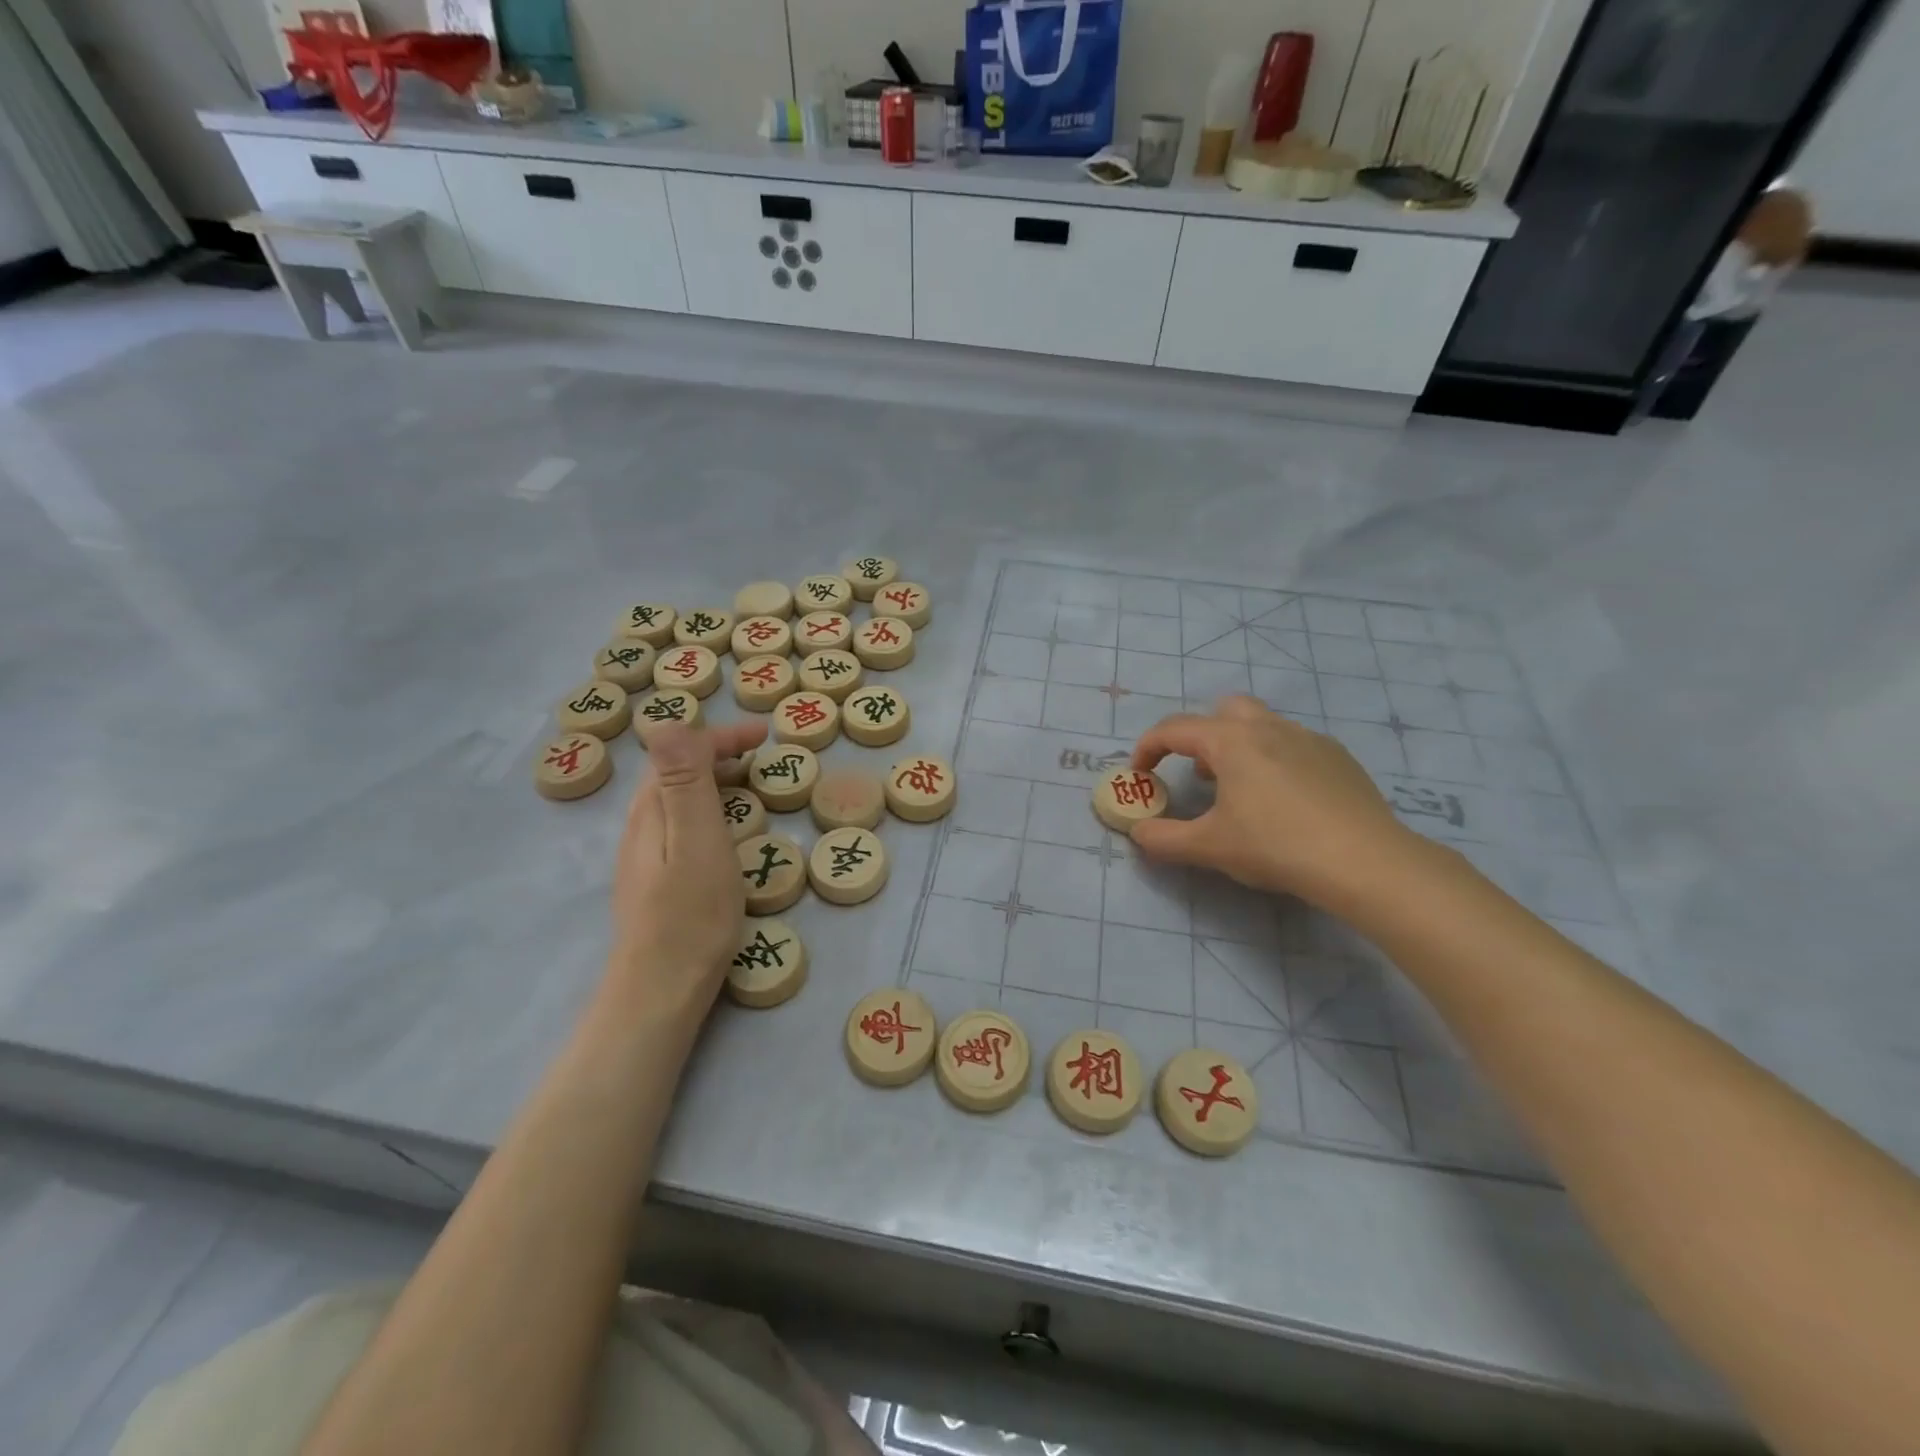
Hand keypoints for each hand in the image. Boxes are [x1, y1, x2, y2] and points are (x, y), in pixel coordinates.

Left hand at [604, 719, 767, 1020]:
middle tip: (761, 755)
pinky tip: (727, 832)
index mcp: (652, 810)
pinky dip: (710, 809)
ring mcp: (644, 855)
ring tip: (750, 784)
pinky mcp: (655, 880)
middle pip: (675, 770)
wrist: (660, 992)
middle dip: (717, 751)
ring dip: (713, 779)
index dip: (721, 736)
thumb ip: (684, 781)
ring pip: (678, 798)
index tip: (765, 735)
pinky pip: (682, 824)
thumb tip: (666, 719)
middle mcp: (641, 826)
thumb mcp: (697, 841)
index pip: (681, 750)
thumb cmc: (690, 915)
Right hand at [1130, 696, 1409, 908]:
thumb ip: (1163, 838)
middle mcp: (1268, 727)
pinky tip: (1286, 802)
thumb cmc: (1275, 846)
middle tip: (1198, 774)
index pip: (1174, 729)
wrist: (1363, 861)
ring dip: (1240, 747)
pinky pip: (1295, 745)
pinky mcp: (1338, 758)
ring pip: (1262, 725)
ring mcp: (1309, 738)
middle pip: (1223, 710)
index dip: (1148, 748)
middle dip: (1202, 735)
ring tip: (1240, 790)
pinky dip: (1276, 761)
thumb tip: (1138, 832)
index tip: (1140, 774)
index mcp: (1231, 741)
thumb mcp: (1208, 847)